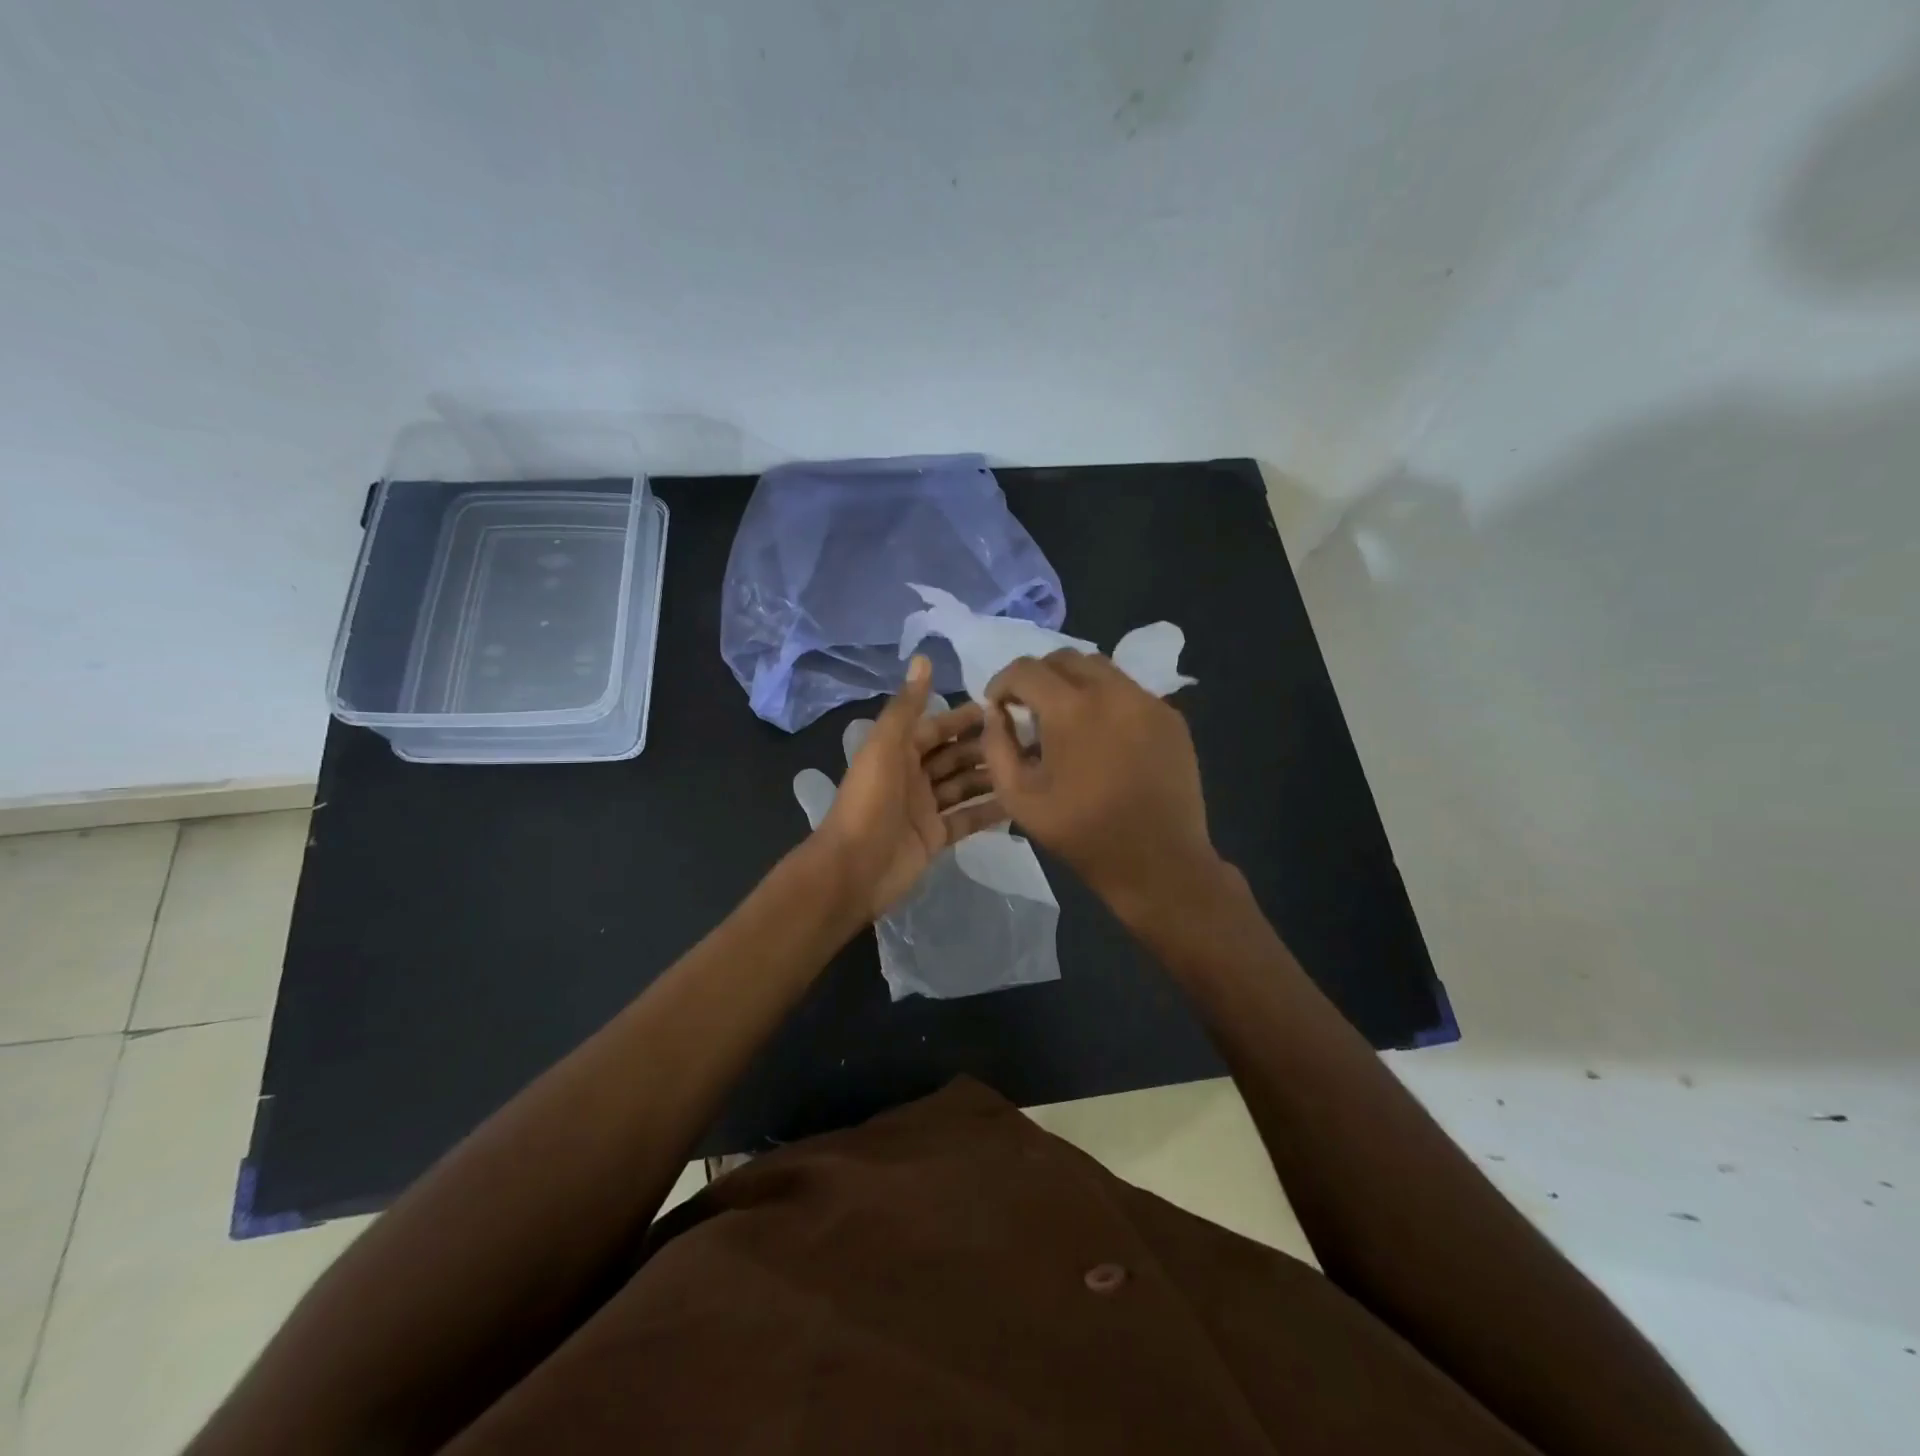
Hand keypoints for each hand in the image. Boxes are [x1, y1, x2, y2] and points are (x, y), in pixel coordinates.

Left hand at [810, 656, 1008, 918]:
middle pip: (954, 756)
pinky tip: (1020, 801)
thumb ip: (906, 706)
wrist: (853, 870)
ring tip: (1032, 765)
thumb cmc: (869, 802)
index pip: (936, 727)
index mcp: (897, 752)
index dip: (965, 717)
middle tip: (1030, 737)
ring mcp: (924, 809)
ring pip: (964, 785)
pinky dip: (989, 810)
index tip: (1003, 707)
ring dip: (992, 775)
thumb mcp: (885, 747)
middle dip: (985, 746)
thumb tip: (923, 658)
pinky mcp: (935, 837)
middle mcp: (912, 776)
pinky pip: (967, 818)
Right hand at [976, 650, 1224, 924]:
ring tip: (1066, 718)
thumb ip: (997, 747)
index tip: (997, 705)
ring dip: (1073, 683)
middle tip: (1028, 708)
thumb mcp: (1019, 798)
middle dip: (1038, 676)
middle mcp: (1112, 691)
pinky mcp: (1171, 717)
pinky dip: (1106, 700)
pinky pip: (1128, 691)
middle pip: (1064, 657)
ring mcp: (1147, 701)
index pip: (1025, 669)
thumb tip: (996, 713)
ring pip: (1100, 668)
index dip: (1002, 682)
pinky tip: (1102, 735)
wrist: (1159, 862)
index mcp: (1071, 710)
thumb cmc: (1083, 834)